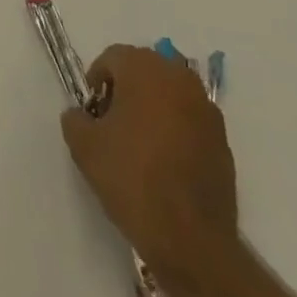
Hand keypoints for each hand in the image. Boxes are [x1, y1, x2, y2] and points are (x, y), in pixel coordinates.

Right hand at [59, 44, 236, 278]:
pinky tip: (167, 163)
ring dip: (153, 108)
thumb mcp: (85, 148)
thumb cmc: (133, 180)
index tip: (92, 114)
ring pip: (169, 93)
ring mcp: (205, 107)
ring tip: (141, 145)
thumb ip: (74, 120)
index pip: (112, 58)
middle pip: (143, 70)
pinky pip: (190, 120)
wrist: (192, 239)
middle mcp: (178, 76)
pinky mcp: (223, 138)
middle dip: (125, 91)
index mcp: (144, 68)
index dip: (96, 82)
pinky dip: (176, 129)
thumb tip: (79, 114)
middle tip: (113, 125)